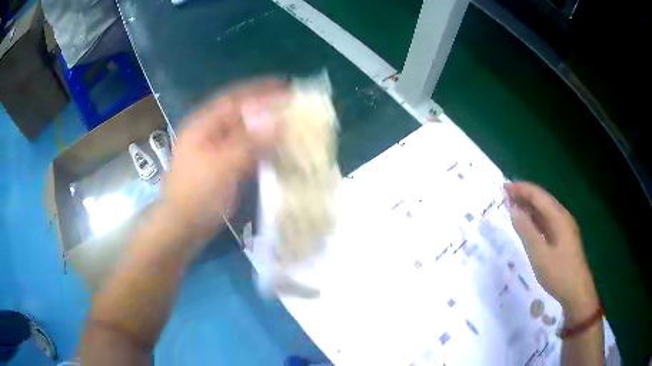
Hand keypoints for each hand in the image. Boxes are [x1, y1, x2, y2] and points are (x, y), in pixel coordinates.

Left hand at [161, 79, 285, 245]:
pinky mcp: (222, 166)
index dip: (259, 90)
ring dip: (265, 126)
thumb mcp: (222, 165)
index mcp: (203, 125)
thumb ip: (250, 142)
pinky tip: (277, 147)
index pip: (234, 99)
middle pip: (240, 113)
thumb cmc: (197, 193)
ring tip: (289, 121)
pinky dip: (261, 146)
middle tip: (291, 102)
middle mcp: (208, 132)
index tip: (284, 85)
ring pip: (244, 132)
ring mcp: (215, 150)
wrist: (183, 227)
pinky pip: (245, 150)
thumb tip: (278, 122)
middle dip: (264, 107)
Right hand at [505, 182, 598, 323]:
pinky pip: (547, 221)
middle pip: (542, 199)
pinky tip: (528, 223)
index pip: (538, 195)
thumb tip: (513, 209)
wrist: (577, 291)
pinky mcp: (564, 237)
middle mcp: (562, 216)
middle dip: (524, 194)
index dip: (521, 189)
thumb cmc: (558, 272)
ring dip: (529, 206)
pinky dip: (535, 218)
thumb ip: (526, 230)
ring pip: (545, 210)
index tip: (504, 187)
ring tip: (513, 206)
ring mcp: (564, 227)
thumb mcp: (539, 254)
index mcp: (558, 216)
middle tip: (505, 195)